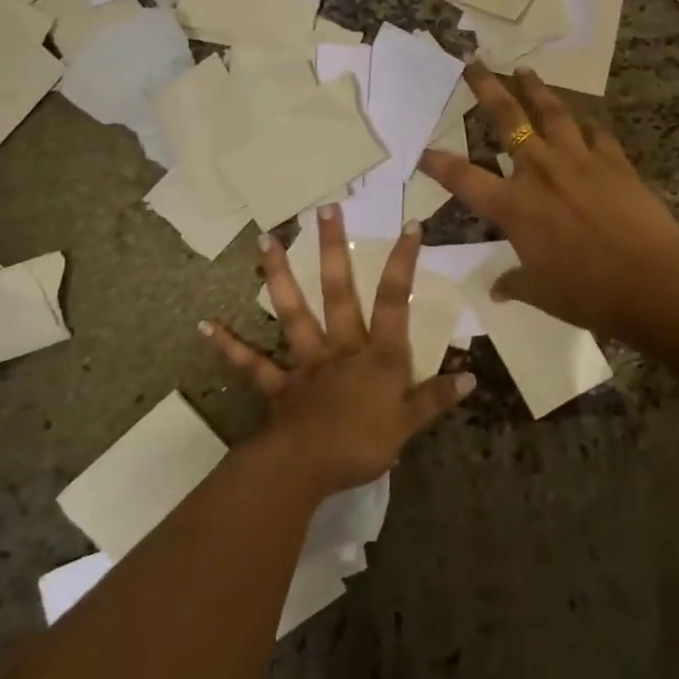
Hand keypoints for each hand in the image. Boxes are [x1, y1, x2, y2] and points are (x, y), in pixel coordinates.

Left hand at [201, 206, 472, 497]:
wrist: (306, 469)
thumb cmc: (362, 445)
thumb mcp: (409, 424)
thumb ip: (436, 398)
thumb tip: (472, 377)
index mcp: (377, 356)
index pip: (395, 301)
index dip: (404, 263)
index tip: (410, 224)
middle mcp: (341, 348)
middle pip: (339, 292)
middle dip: (333, 250)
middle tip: (326, 209)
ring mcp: (306, 363)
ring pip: (293, 313)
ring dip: (278, 275)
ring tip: (265, 240)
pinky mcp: (279, 385)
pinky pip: (252, 364)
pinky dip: (230, 347)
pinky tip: (207, 325)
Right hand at [419, 65, 678, 342]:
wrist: (651, 280)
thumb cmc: (588, 292)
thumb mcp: (543, 293)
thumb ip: (516, 283)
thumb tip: (498, 290)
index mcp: (514, 206)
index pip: (464, 178)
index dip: (439, 164)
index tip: (423, 151)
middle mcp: (540, 172)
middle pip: (508, 119)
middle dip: (487, 89)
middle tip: (475, 64)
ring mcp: (579, 160)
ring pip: (552, 112)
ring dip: (536, 89)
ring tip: (524, 70)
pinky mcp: (614, 161)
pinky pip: (596, 133)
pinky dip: (586, 125)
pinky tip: (584, 120)